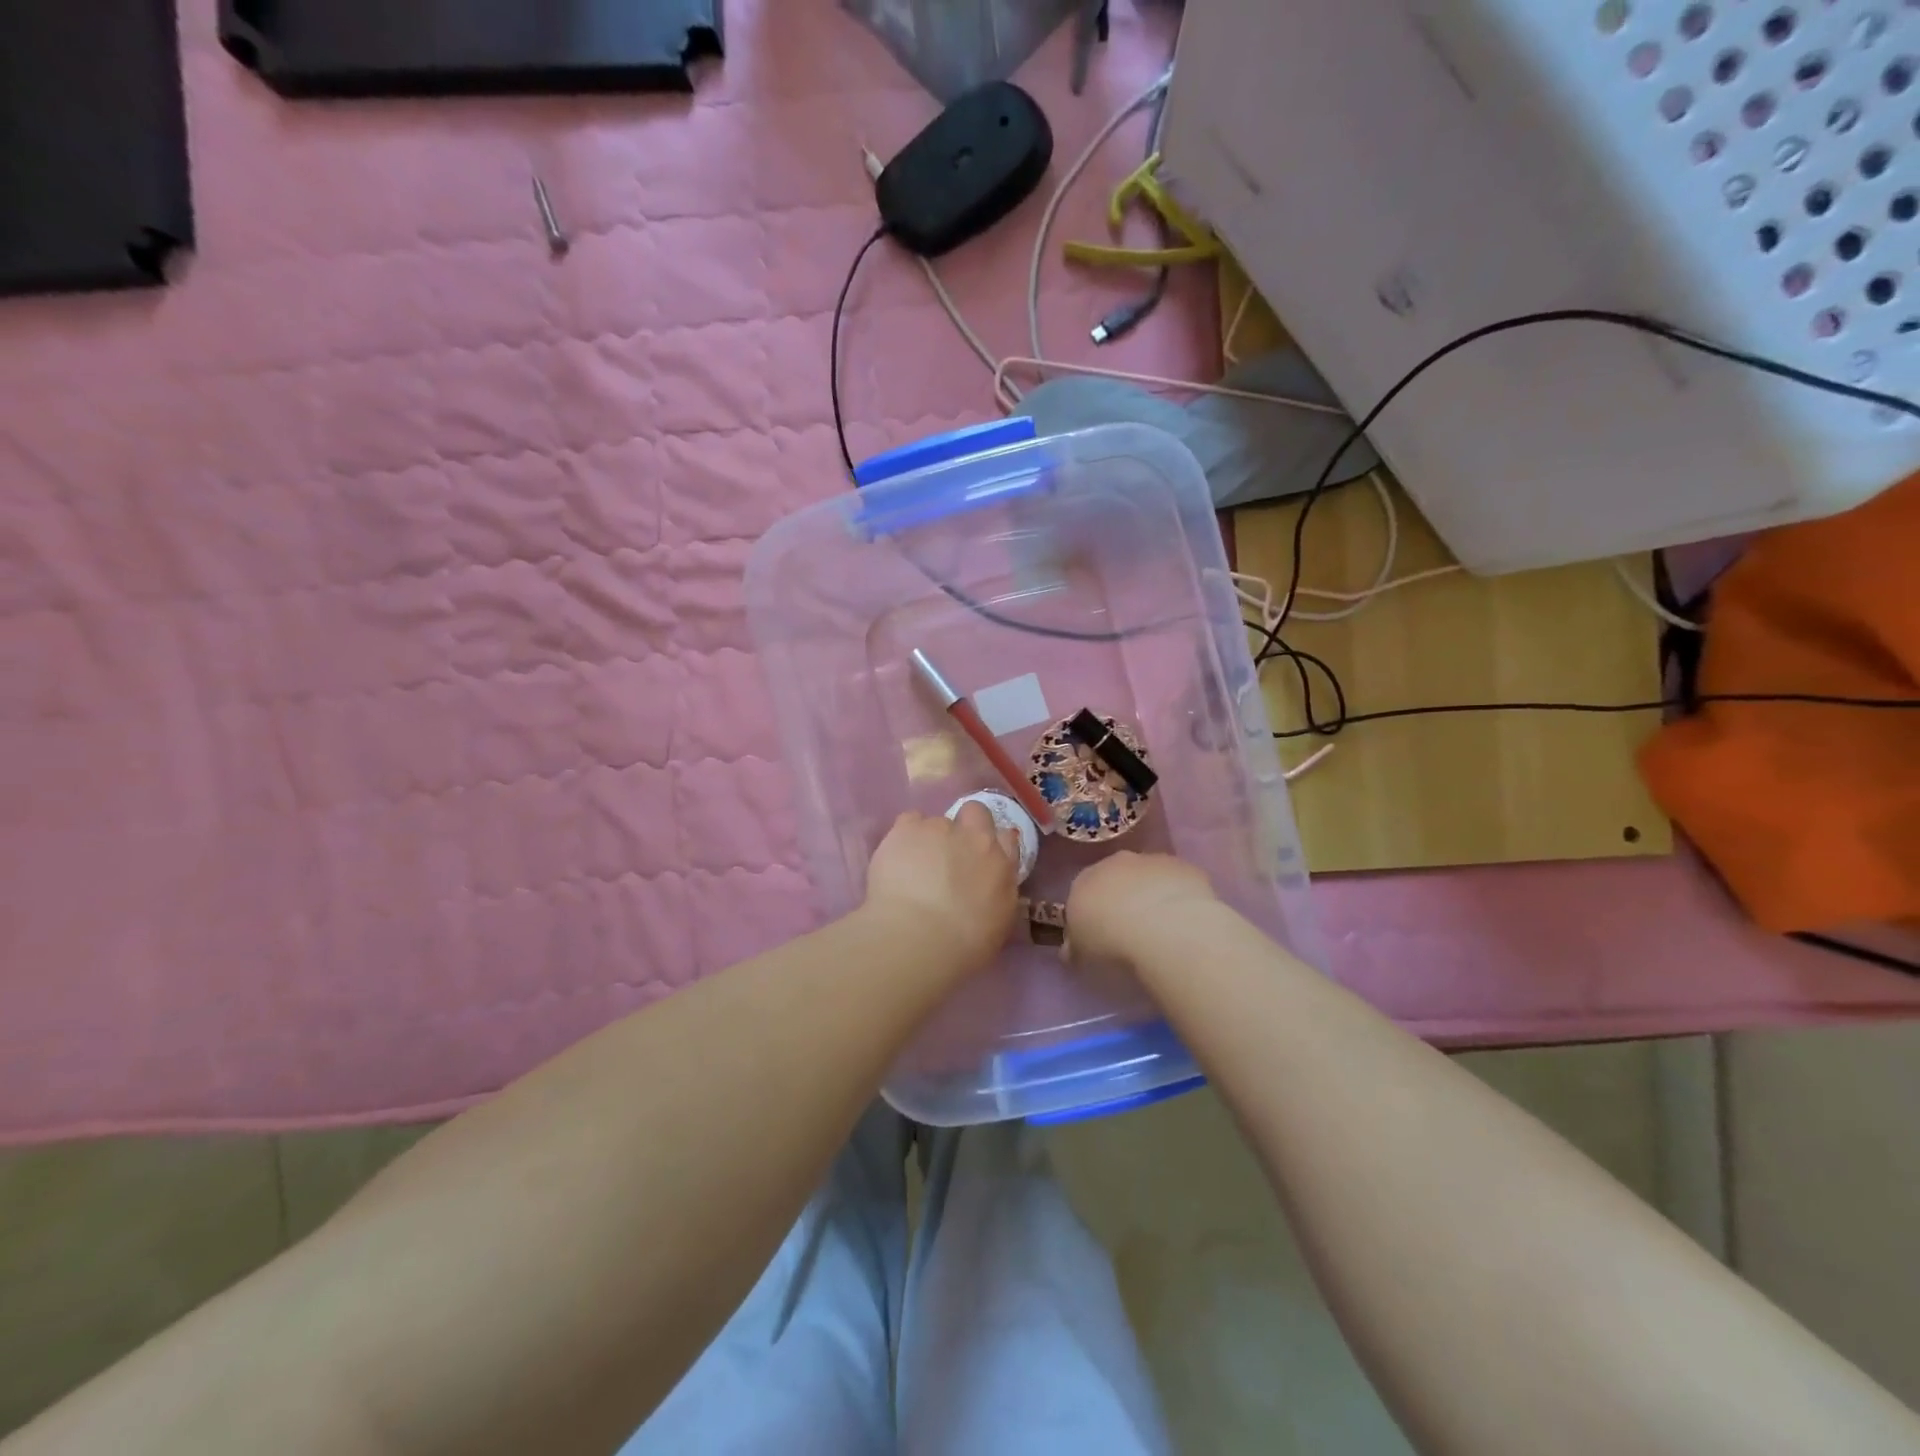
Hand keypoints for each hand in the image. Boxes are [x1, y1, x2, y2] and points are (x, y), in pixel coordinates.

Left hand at [863, 805, 1020, 968]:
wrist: (918, 938)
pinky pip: (909, 821)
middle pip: (975, 813)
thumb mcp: (998, 923)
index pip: (1006, 837)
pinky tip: (897, 859)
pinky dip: (904, 837)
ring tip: (913, 868)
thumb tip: (990, 880)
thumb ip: (998, 892)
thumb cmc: (963, 945)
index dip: (992, 844)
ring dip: (929, 839)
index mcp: (1002, 864)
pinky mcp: (908, 828)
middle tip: (948, 854)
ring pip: (936, 823)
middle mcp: (975, 838)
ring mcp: (940, 828)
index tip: (979, 860)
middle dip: (964, 826)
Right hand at [1064, 852, 1219, 969]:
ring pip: (1149, 875)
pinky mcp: (1184, 866)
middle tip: (1131, 928)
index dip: (1092, 912)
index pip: (1082, 891)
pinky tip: (1185, 919)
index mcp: (1084, 880)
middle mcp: (1115, 863)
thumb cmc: (1111, 940)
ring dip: (1152, 893)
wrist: (1161, 925)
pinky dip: (1179, 895)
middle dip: (1122, 897)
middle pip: (1116, 877)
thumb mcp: (1083, 952)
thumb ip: (1075, 946)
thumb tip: (1071, 949)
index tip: (1100, 933)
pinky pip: (1178, 880)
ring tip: (1162, 927)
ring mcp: (1151, 861)